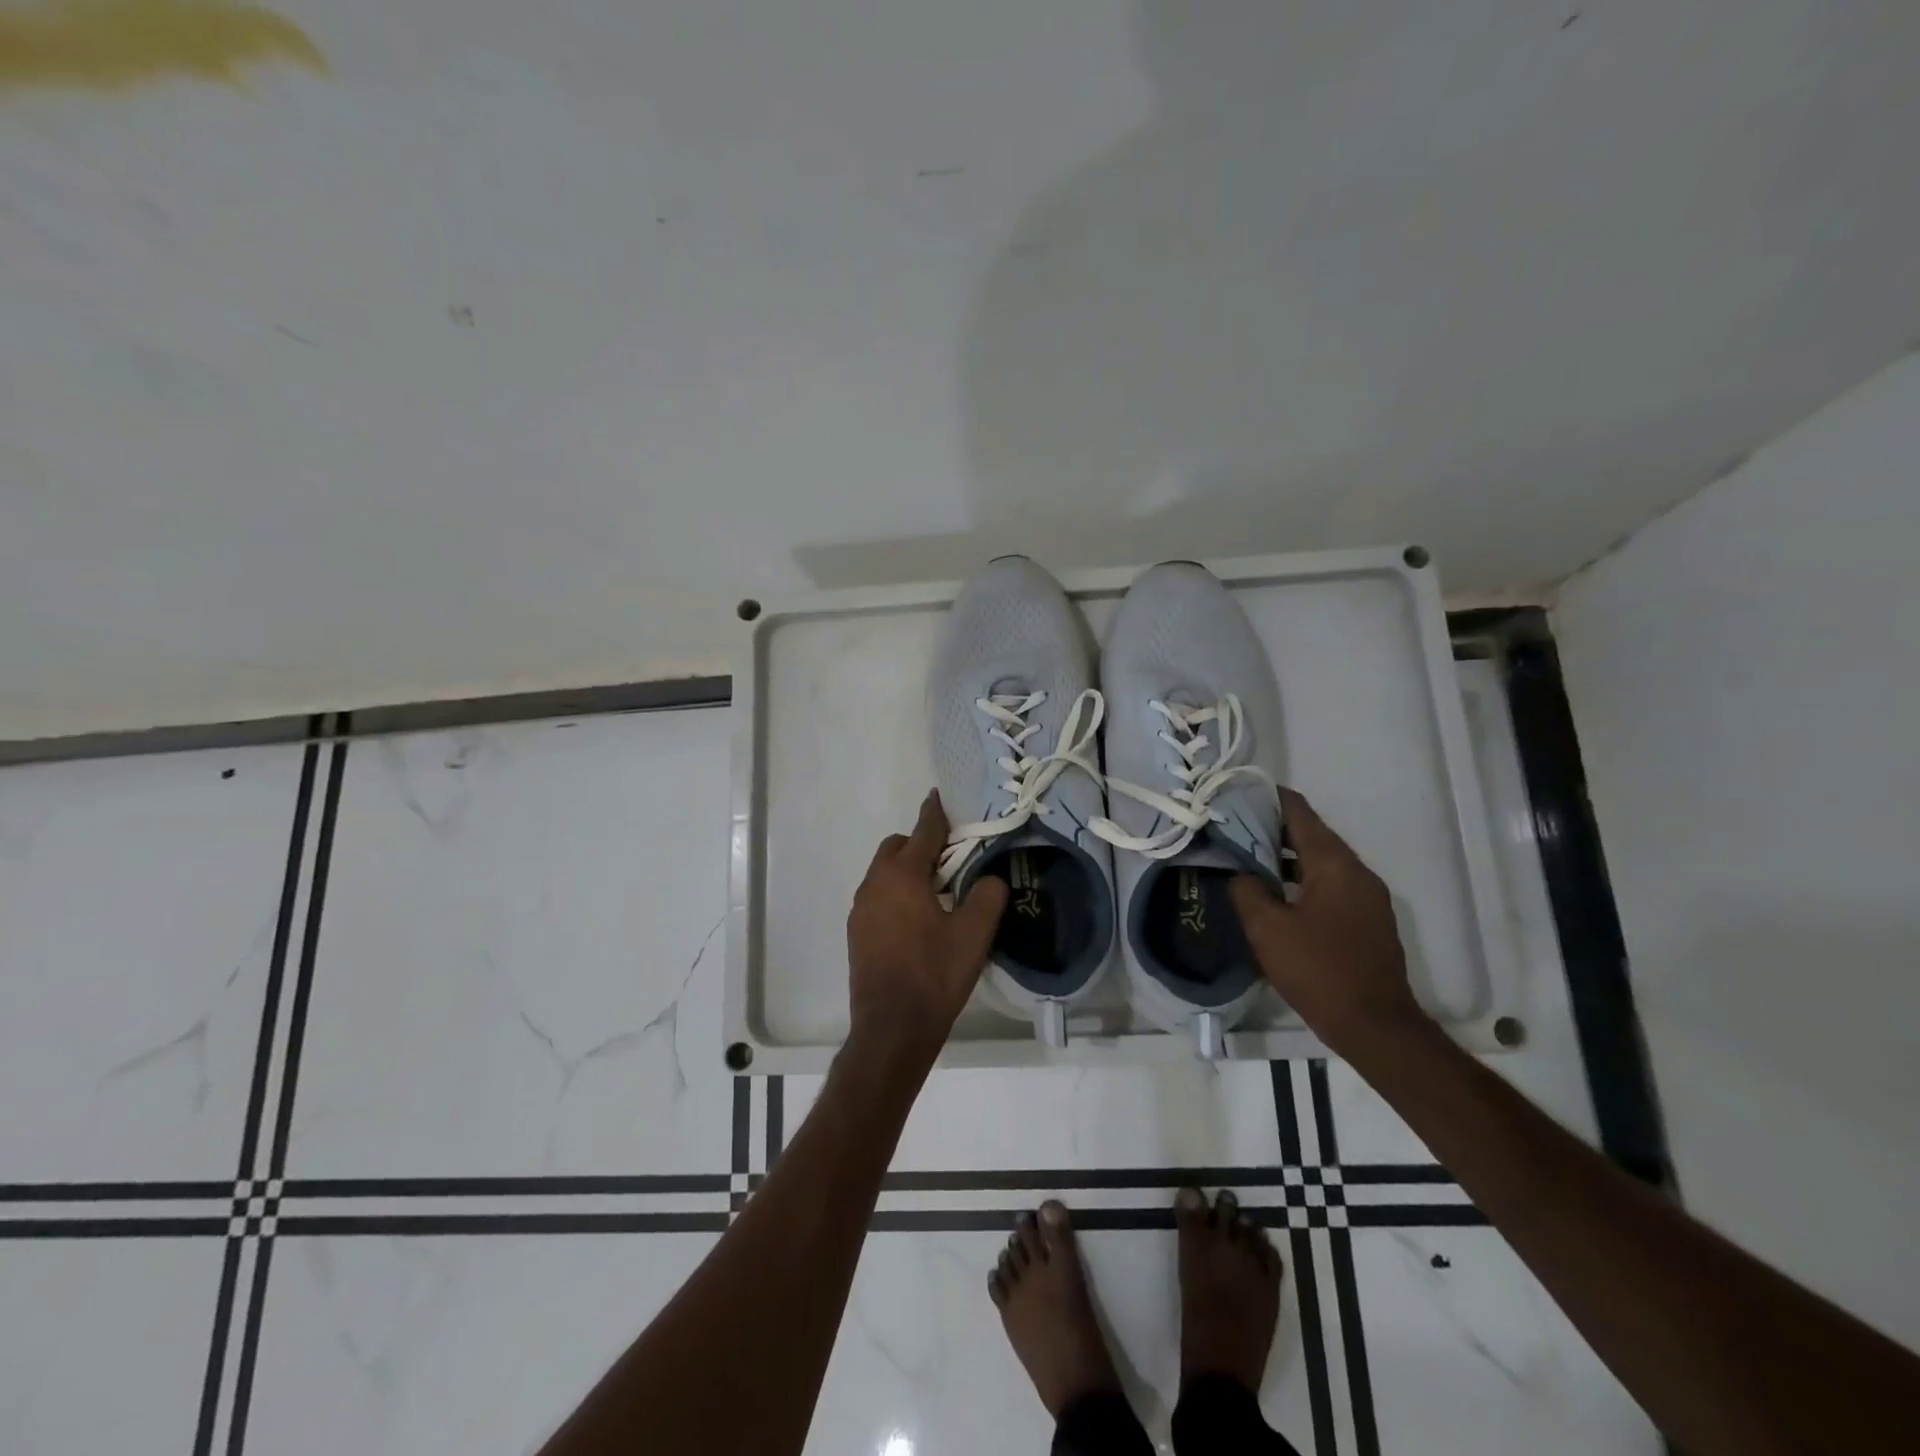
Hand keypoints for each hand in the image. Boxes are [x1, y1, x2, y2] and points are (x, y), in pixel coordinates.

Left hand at [847, 791, 1008, 1067]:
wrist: (892, 1028)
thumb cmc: (934, 975)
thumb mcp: (974, 934)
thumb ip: (987, 895)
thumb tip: (988, 879)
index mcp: (902, 875)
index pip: (923, 832)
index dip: (935, 813)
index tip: (940, 796)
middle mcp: (874, 884)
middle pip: (897, 848)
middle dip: (920, 845)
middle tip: (950, 861)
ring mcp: (861, 909)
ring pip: (884, 873)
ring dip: (907, 872)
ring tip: (937, 893)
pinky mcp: (856, 932)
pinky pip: (878, 897)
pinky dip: (896, 895)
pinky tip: (917, 921)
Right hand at [1230, 788, 1427, 1057]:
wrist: (1376, 1027)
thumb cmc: (1318, 971)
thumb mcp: (1267, 929)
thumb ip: (1247, 891)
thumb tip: (1240, 873)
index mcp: (1335, 864)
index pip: (1300, 812)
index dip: (1269, 798)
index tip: (1238, 793)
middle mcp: (1357, 872)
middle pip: (1312, 835)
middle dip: (1273, 829)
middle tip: (1233, 829)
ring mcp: (1368, 897)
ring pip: (1322, 862)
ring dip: (1287, 858)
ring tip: (1248, 860)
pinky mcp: (1369, 921)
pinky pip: (1332, 885)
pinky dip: (1304, 880)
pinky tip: (1277, 896)